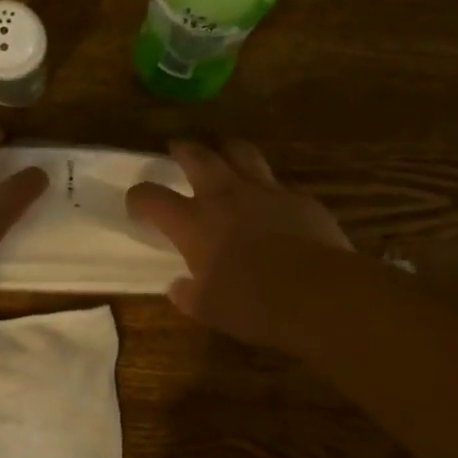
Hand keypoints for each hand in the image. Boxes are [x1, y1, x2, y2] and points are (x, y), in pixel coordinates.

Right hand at [126, 138, 352, 347]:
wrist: (319, 294)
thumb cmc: (254, 304)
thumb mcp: (209, 309)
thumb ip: (189, 295)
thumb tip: (178, 288)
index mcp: (194, 223)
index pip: (151, 197)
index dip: (139, 197)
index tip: (138, 204)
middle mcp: (224, 196)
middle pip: (197, 156)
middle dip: (183, 150)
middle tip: (178, 148)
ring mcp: (265, 191)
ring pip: (241, 152)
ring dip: (228, 150)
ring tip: (225, 154)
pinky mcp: (299, 198)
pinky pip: (278, 182)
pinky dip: (269, 186)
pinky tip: (272, 198)